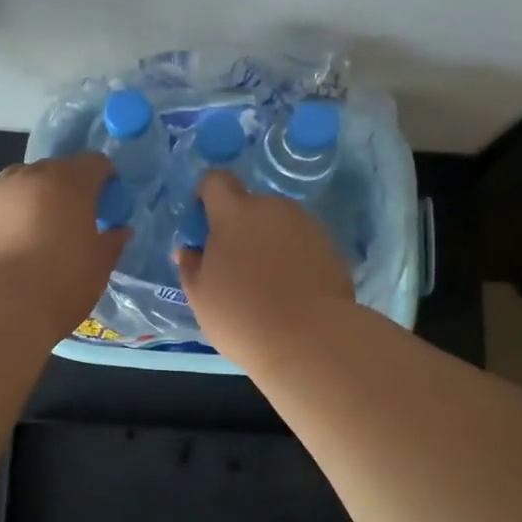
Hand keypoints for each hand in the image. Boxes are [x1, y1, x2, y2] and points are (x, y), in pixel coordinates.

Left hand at [0, 154, 129, 334]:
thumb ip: (111, 242)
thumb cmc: (60, 285)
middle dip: (64, 192)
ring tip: (31, 237)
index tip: (106, 206)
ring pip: (19, 186)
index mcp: (69, 182)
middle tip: (68, 225)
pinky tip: (3, 247)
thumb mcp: (98, 267)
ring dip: (30, 201)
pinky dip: (2, 217)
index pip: (95, 164)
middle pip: (54, 172)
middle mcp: (30, 175)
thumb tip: (119, 231)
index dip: (104, 181)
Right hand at [174, 170, 354, 362]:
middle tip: (234, 266)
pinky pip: (302, 244)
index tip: (204, 225)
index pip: (216, 181)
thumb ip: (191, 266)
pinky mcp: (332, 247)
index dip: (207, 196)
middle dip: (240, 227)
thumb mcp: (200, 296)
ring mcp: (307, 225)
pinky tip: (291, 291)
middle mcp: (273, 208)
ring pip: (278, 225)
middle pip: (250, 205)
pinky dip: (293, 258)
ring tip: (266, 283)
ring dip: (268, 243)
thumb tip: (189, 251)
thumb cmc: (242, 315)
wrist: (310, 339)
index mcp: (235, 213)